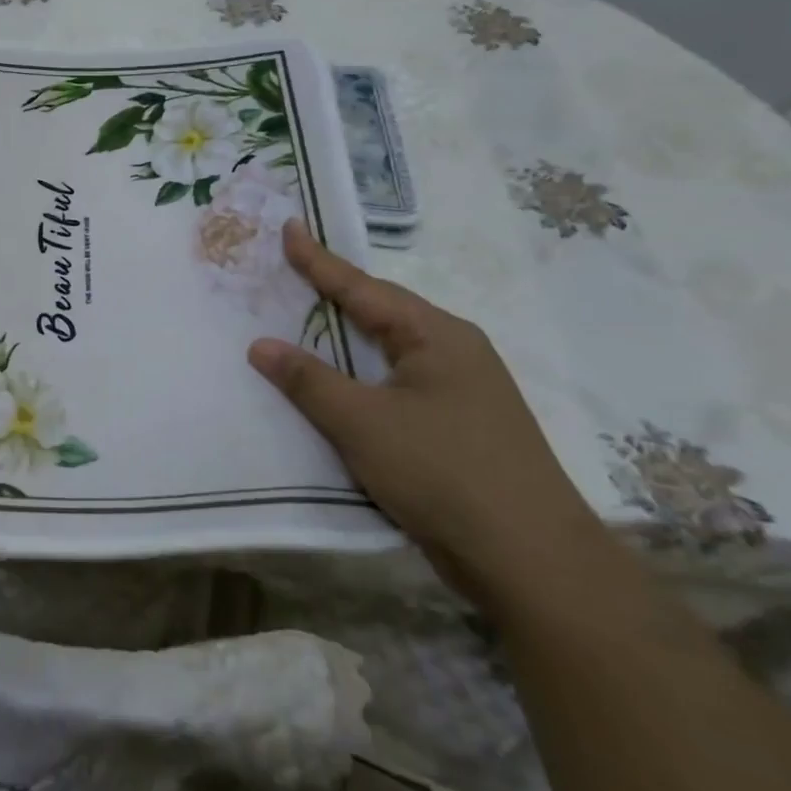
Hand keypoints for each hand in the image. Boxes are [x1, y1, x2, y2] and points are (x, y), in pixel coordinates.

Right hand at [248, 219, 605, 603]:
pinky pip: (395, 386)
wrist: (531, 562)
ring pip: (388, 352)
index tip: (289, 228)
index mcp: (437, 336)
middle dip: (334, 293)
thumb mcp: (362, 422)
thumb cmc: (443, 472)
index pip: (364, 288)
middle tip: (290, 270)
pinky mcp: (458, 429)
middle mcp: (454, 353)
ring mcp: (461, 393)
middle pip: (381, 313)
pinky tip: (338, 385)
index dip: (319, 261)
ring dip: (345, 338)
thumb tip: (260, 345)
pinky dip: (359, 377)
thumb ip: (307, 380)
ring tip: (304, 319)